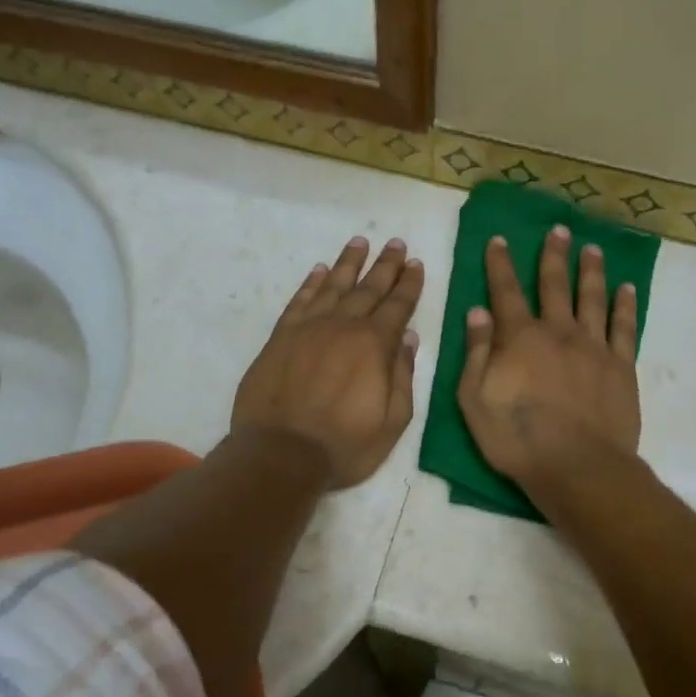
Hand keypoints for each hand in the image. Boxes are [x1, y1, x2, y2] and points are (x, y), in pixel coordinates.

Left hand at [232, 236, 424, 488]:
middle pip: (368, 288)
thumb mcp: (392, 421)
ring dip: (348, 263)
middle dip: (385, 265)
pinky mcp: (280, 338)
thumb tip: (408, 339)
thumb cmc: (344, 445)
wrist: (281, 454)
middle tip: (395, 243)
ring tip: (360, 242)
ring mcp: (308, 329)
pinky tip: (319, 271)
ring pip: (333, 286)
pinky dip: (311, 283)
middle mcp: (343, 327)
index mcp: (374, 345)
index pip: (398, 306)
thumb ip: (402, 376)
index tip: (415, 263)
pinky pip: (299, 301)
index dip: (409, 284)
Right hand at [458, 226, 640, 494]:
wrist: (577, 467)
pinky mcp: (621, 366)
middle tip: (558, 230)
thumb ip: (476, 353)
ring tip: (592, 248)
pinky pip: (624, 327)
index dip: (500, 264)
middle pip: (554, 285)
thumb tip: (478, 311)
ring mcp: (593, 347)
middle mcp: (558, 332)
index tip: (499, 239)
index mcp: (520, 338)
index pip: (506, 292)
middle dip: (553, 256)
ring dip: (591, 270)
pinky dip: (624, 305)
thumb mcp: (475, 400)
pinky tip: (626, 288)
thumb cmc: (517, 438)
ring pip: (592, 298)